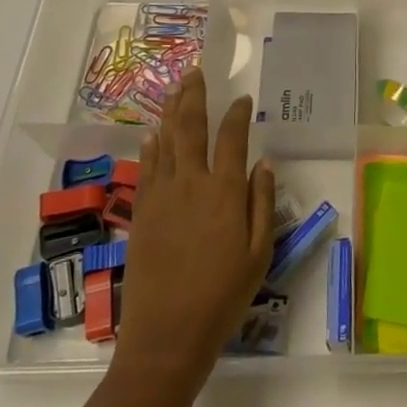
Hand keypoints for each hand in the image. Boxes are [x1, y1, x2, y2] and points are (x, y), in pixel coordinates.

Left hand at [115, 69, 276, 378]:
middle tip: (195, 71)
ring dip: (171, 112)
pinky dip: (152, 146)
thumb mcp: (259, 253)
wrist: (167, 334)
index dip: (237, 114)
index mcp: (224, 191)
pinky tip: (154, 133)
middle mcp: (190, 183)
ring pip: (165, 142)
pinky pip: (147, 168)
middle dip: (195, 96)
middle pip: (191, 128)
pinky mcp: (142, 213)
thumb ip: (262, 203)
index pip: (232, 138)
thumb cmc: (223, 296)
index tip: (243, 98)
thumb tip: (264, 163)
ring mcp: (161, 196)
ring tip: (175, 88)